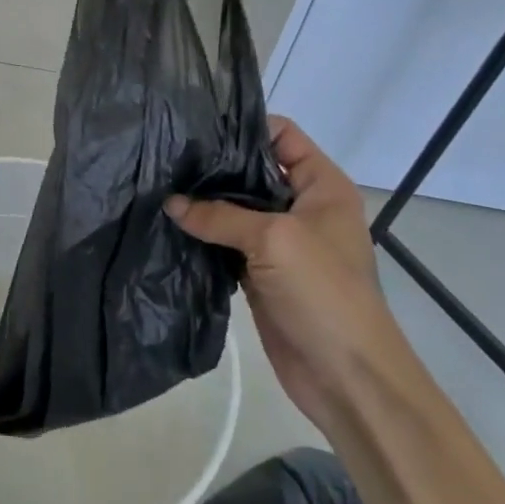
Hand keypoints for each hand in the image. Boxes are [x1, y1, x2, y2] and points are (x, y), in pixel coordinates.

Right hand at [165, 117, 400, 421]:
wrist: (346, 376)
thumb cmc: (323, 293)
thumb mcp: (274, 240)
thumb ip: (219, 215)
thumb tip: (170, 203)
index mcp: (321, 186)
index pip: (282, 136)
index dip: (243, 128)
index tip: (196, 127)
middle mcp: (301, 207)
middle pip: (253, 171)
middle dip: (214, 166)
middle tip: (165, 157)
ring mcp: (280, 242)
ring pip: (236, 209)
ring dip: (203, 203)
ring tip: (158, 186)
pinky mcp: (259, 273)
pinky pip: (226, 243)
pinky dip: (202, 236)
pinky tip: (168, 225)